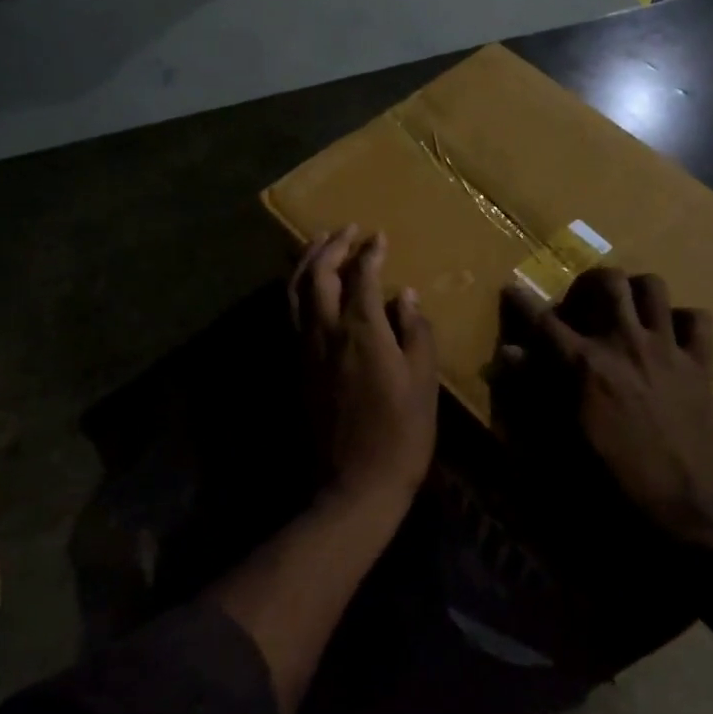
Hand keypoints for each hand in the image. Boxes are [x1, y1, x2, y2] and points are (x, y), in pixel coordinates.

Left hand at [288, 226, 438, 504]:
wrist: (353, 485)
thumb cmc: (401, 434)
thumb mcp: (422, 382)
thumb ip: (415, 332)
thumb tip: (404, 295)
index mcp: (362, 331)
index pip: (362, 276)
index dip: (370, 252)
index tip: (379, 236)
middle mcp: (326, 331)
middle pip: (318, 274)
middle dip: (331, 245)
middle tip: (347, 229)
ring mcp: (304, 349)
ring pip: (295, 291)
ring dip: (306, 261)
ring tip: (320, 243)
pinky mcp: (295, 367)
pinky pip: (290, 314)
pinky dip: (297, 288)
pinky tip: (308, 286)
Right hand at [502, 269, 712, 545]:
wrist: (686, 512)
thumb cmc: (613, 484)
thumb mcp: (560, 441)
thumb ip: (533, 391)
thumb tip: (509, 355)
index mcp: (585, 365)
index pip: (543, 320)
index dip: (522, 301)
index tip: (512, 290)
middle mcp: (624, 343)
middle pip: (606, 281)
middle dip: (587, 284)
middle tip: (580, 305)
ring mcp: (666, 350)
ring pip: (652, 287)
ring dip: (633, 291)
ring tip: (624, 311)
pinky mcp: (700, 365)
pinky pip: (697, 320)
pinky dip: (680, 319)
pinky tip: (668, 336)